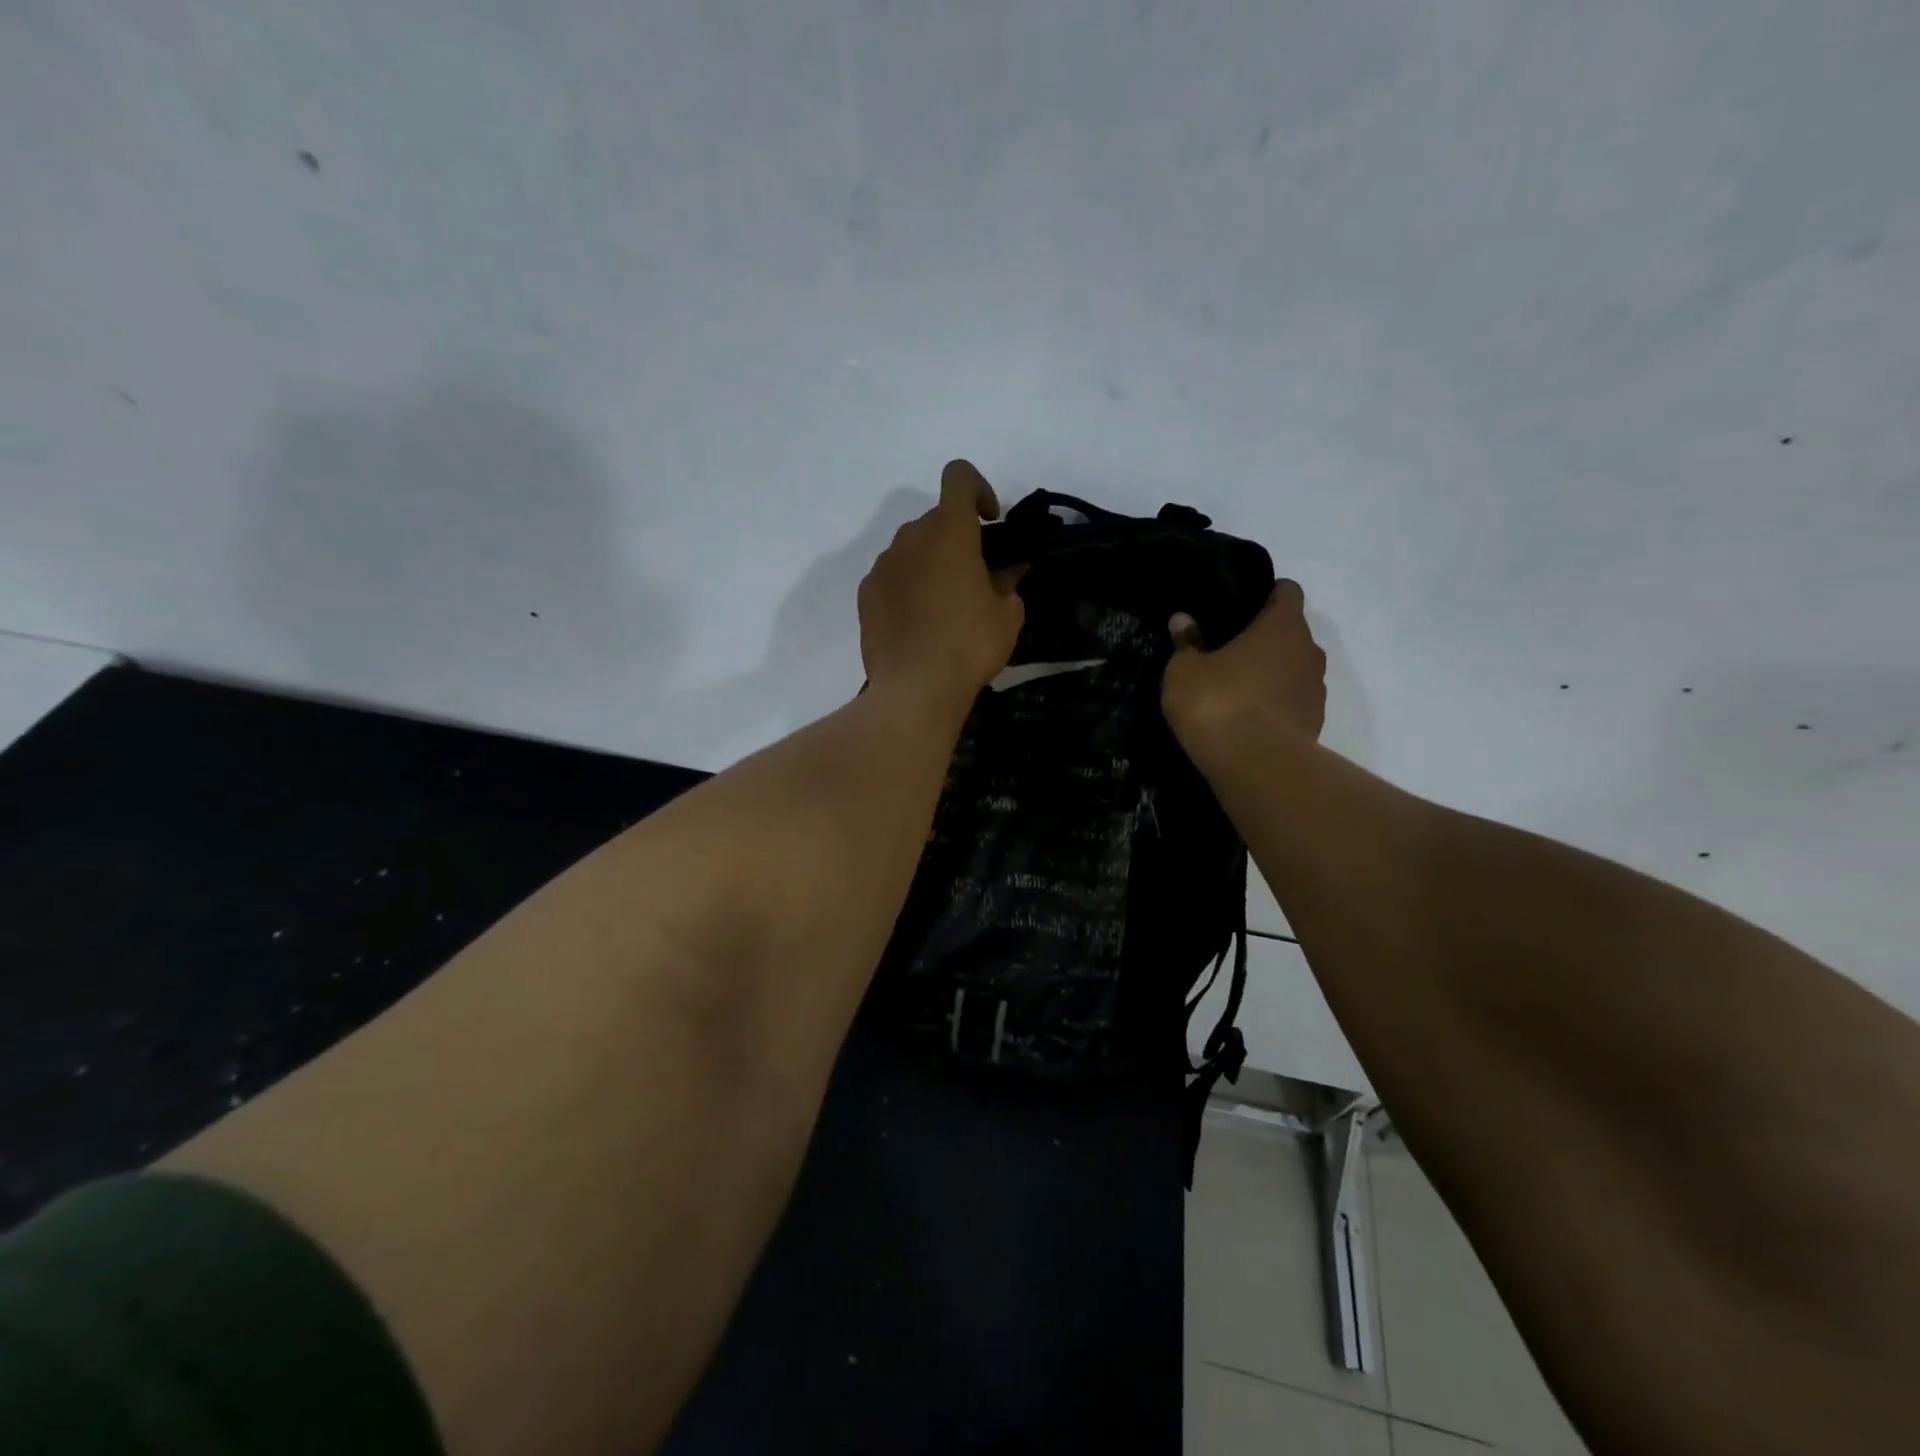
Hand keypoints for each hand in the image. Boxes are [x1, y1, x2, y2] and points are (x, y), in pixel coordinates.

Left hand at [858, 460, 1025, 704]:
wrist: (915, 688)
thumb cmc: (970, 645)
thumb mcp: (1007, 614)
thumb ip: (1009, 581)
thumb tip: (1012, 568)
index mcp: (950, 532)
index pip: (959, 476)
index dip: (978, 489)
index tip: (990, 521)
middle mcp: (911, 537)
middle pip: (936, 519)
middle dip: (956, 538)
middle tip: (974, 576)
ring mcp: (883, 565)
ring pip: (911, 548)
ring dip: (930, 563)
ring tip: (944, 605)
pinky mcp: (866, 593)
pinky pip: (892, 576)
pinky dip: (907, 586)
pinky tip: (918, 623)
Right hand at [1162, 580, 1326, 747]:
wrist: (1256, 765)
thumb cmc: (1218, 703)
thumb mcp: (1184, 671)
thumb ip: (1186, 642)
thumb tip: (1183, 620)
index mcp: (1282, 626)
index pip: (1287, 591)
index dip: (1266, 594)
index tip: (1241, 607)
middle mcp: (1308, 651)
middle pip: (1291, 633)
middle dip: (1264, 639)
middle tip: (1228, 651)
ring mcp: (1316, 690)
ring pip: (1294, 669)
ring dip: (1271, 674)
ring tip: (1236, 689)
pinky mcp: (1314, 723)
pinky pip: (1292, 702)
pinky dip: (1274, 705)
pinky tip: (1247, 719)